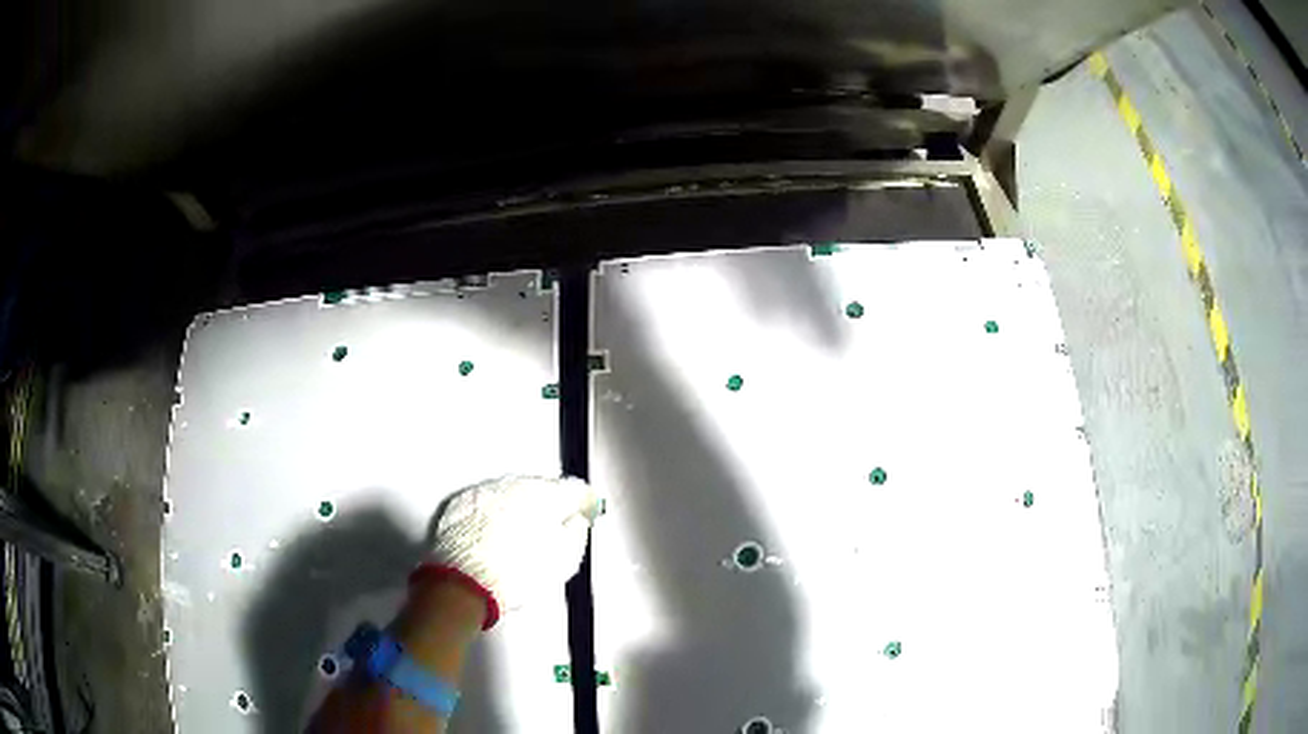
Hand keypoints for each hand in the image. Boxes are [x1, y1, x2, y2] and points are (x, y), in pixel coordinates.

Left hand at [417, 476, 601, 627]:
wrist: (465, 584)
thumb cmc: (517, 576)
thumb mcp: (564, 561)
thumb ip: (577, 533)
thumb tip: (576, 521)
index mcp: (546, 497)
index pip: (576, 489)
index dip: (585, 502)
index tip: (586, 512)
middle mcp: (516, 486)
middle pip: (542, 489)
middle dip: (548, 506)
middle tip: (550, 532)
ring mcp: (486, 492)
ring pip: (512, 494)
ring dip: (519, 509)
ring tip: (518, 539)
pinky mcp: (462, 503)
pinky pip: (486, 503)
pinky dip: (493, 515)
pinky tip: (493, 538)